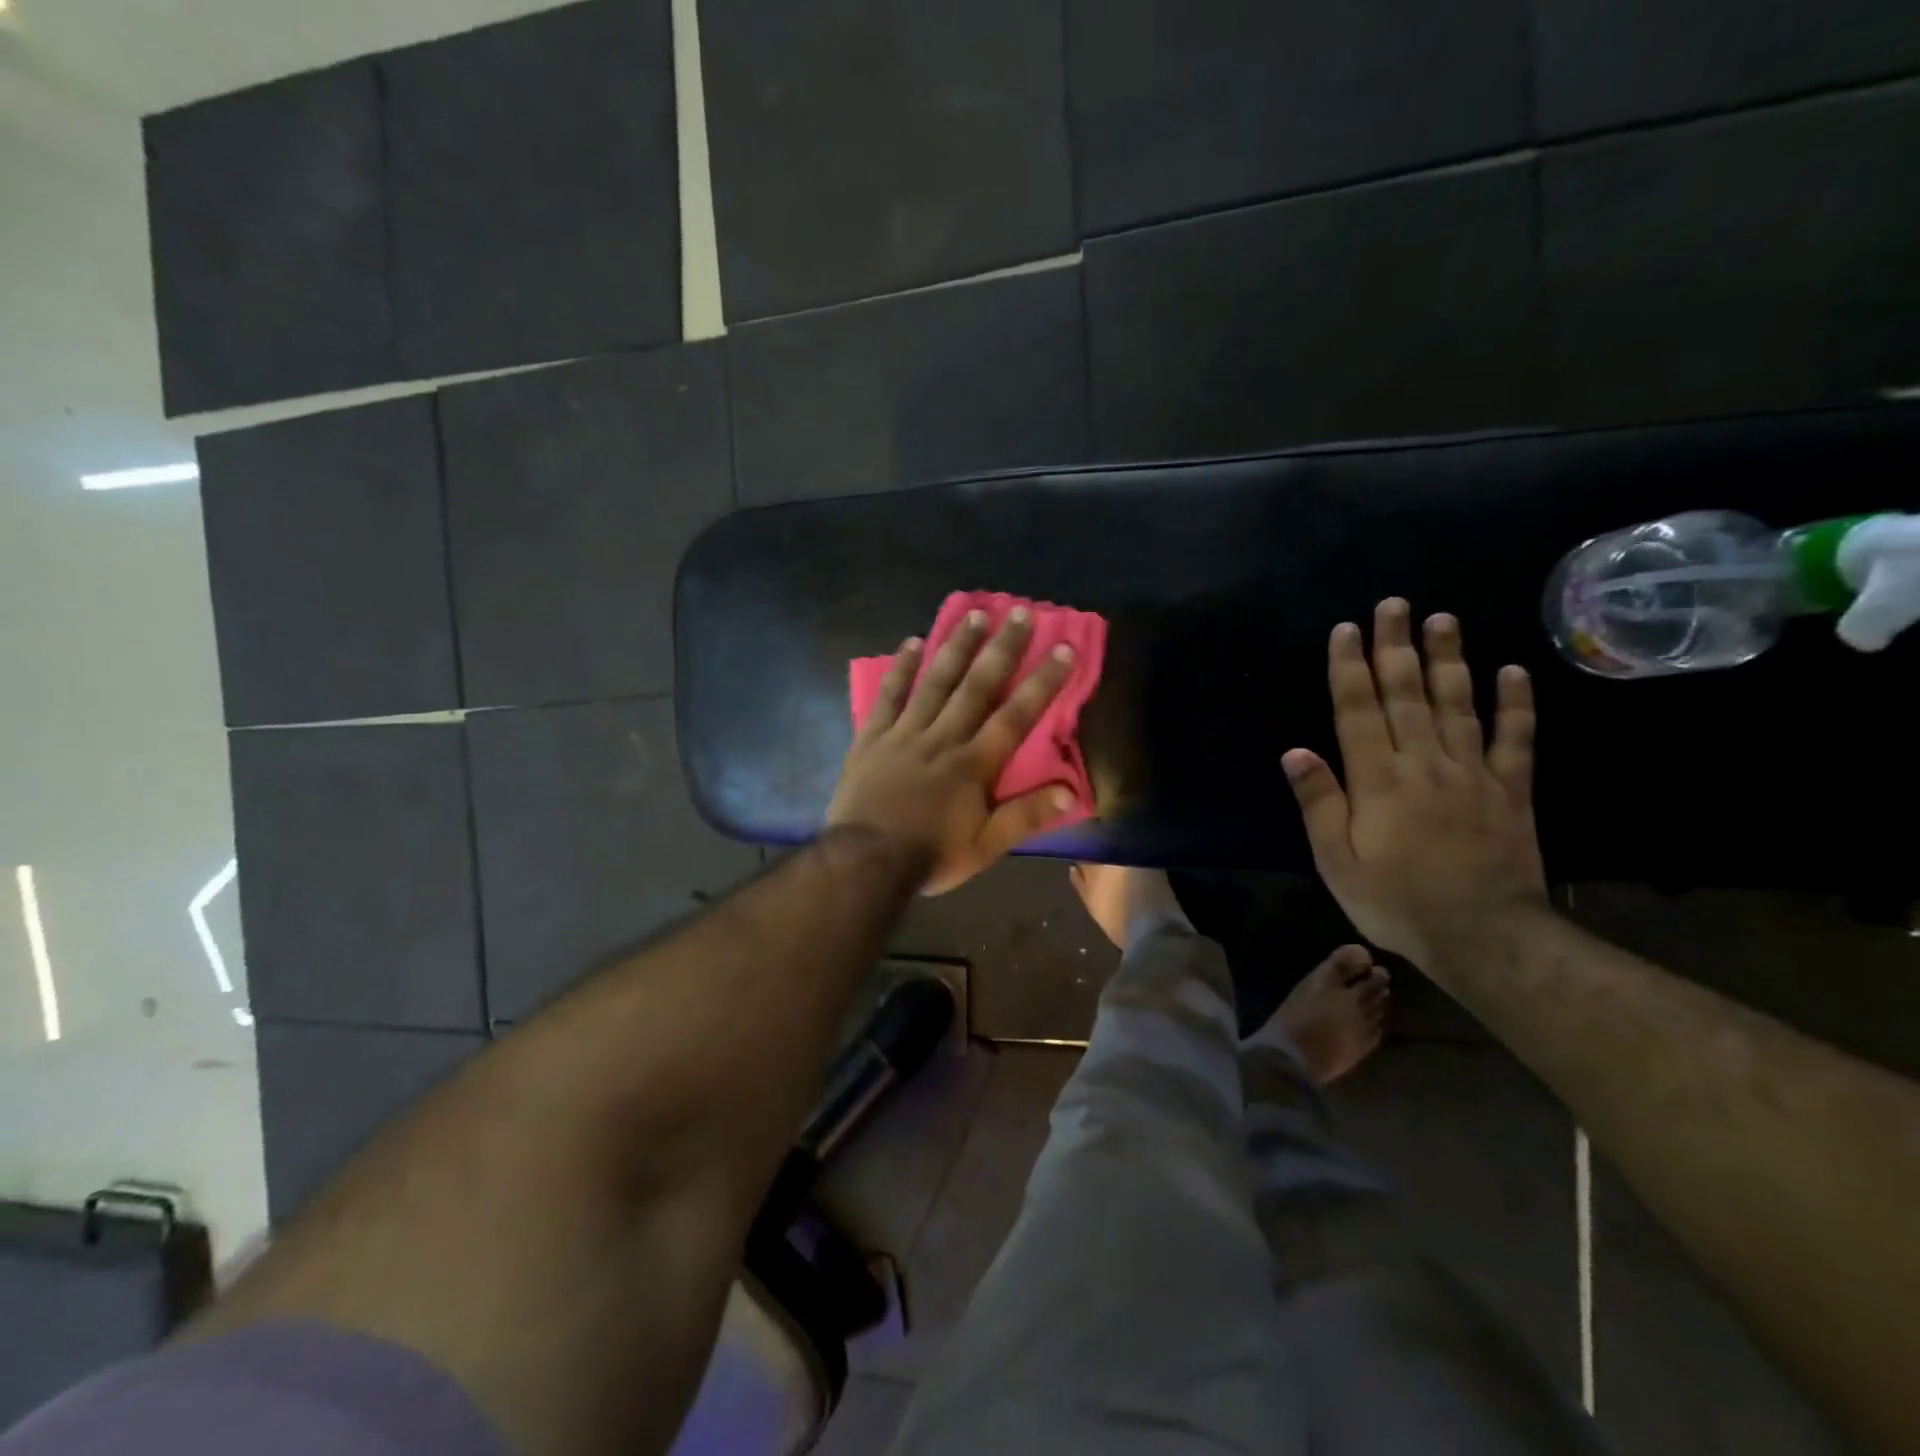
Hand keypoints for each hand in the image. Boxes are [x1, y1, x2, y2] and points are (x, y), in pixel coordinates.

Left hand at [827, 608, 1078, 894]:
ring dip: (956, 646)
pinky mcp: (872, 737)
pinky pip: (888, 696)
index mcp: (973, 763)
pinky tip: (911, 643)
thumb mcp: (985, 847)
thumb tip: (1071, 791)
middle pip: (977, 685)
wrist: (864, 862)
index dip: (1043, 681)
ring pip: (935, 681)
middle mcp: (943, 737)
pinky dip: (900, 668)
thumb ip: (1026, 816)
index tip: (1063, 647)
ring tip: (974, 614)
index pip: (1016, 715)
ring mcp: (904, 733)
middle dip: (1002, 648)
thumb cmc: (929, 855)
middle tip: (1020, 612)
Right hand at [1283, 598, 1545, 968]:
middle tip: (1395, 604)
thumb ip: (1319, 803)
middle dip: (1396, 647)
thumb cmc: (1395, 900)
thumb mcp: (1337, 861)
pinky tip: (1513, 671)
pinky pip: (1515, 740)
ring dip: (1449, 660)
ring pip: (1458, 704)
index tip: (1347, 629)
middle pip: (1407, 695)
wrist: (1483, 936)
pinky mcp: (1510, 790)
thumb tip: (1295, 751)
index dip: (1350, 668)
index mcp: (1377, 780)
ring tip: (1443, 619)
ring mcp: (1472, 773)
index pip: (1358, 711)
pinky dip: (1515, 705)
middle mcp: (1424, 763)